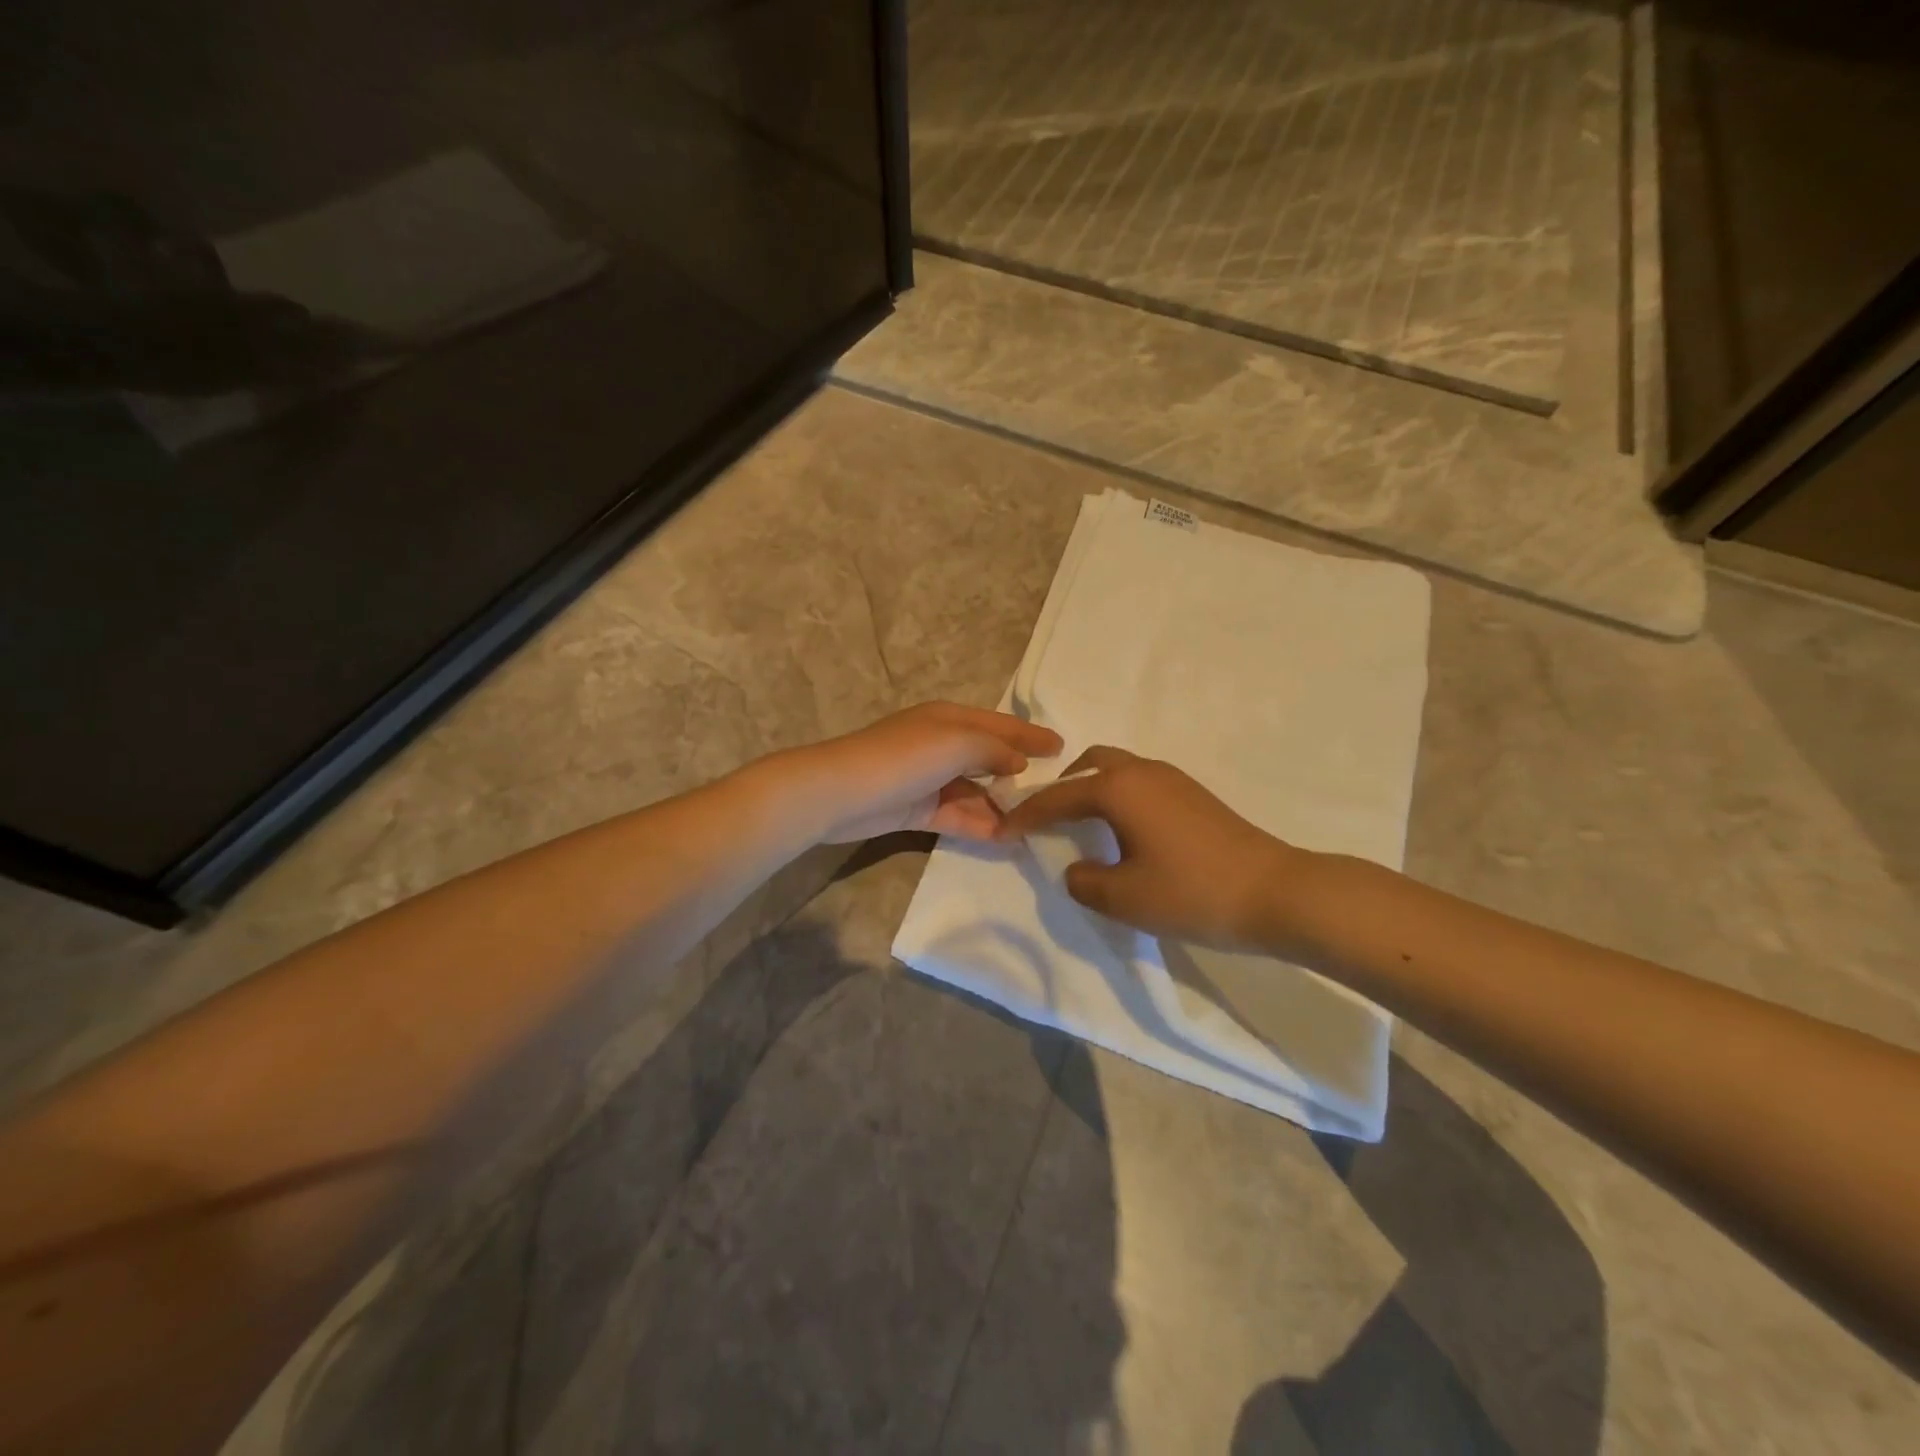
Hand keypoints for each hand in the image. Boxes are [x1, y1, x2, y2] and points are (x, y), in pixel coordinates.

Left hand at [782, 702, 1061, 843]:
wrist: (841, 792)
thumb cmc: (904, 757)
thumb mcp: (957, 742)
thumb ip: (994, 749)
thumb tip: (1018, 763)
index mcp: (950, 718)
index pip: (1001, 724)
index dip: (1031, 735)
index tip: (1064, 747)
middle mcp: (942, 744)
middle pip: (990, 757)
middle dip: (1021, 773)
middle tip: (1058, 792)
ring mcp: (929, 778)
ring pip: (976, 791)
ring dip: (1003, 805)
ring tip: (1039, 823)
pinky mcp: (918, 809)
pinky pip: (959, 815)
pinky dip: (981, 825)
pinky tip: (1008, 838)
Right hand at [996, 746, 1308, 949]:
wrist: (1276, 892)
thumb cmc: (1192, 892)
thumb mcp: (1123, 898)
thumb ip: (1084, 882)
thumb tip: (1078, 869)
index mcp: (1117, 788)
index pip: (1058, 797)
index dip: (1027, 815)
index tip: (1004, 830)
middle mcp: (1142, 771)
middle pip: (1090, 765)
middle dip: (1062, 788)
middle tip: (1047, 819)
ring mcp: (1173, 779)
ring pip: (1118, 770)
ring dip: (1093, 790)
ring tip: (1081, 825)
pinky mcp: (1194, 795)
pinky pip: (1140, 783)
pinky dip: (1118, 798)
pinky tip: (1123, 831)